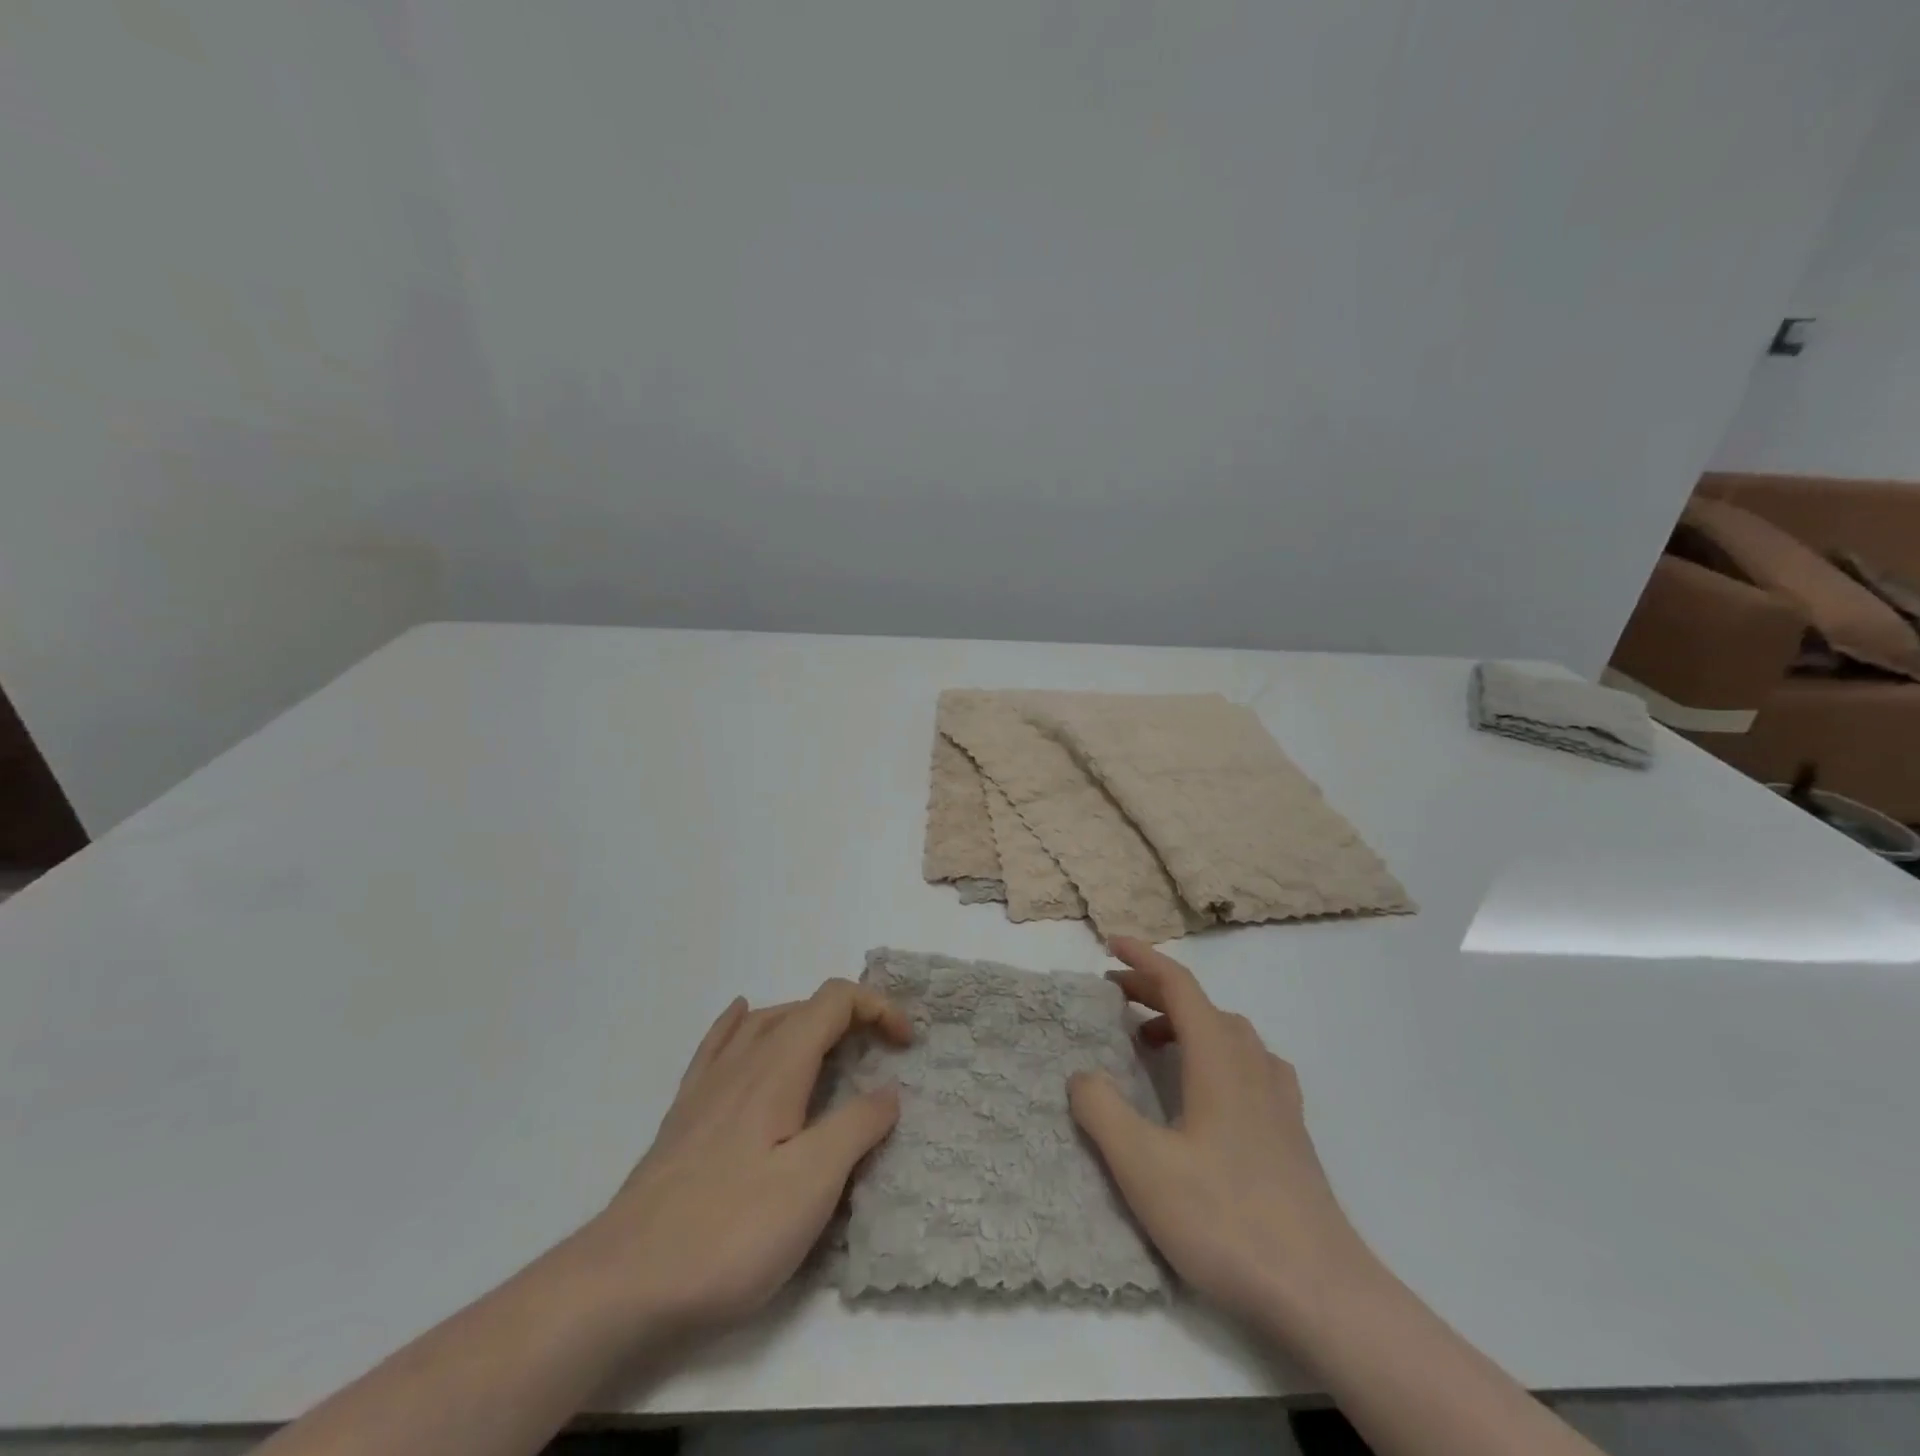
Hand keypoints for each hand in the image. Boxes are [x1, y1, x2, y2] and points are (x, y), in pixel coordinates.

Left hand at [574, 979, 911, 1342]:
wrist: (624, 1281)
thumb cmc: (730, 1230)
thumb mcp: (812, 1183)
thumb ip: (856, 1127)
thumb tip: (887, 1090)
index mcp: (778, 1066)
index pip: (835, 1002)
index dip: (878, 1008)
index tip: (907, 1045)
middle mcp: (743, 1060)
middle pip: (803, 1008)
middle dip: (852, 1017)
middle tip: (883, 1056)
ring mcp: (708, 1085)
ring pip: (764, 1022)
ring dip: (807, 1021)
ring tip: (833, 1047)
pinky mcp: (685, 1113)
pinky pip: (718, 1043)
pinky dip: (741, 1022)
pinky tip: (741, 1017)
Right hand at [1067, 938, 1367, 1331]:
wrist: (1321, 1291)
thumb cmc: (1226, 1218)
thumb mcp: (1143, 1166)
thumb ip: (1103, 1111)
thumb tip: (1082, 1075)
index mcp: (1218, 1058)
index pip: (1179, 985)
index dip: (1143, 959)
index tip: (1111, 943)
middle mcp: (1251, 1063)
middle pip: (1201, 1005)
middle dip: (1155, 990)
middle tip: (1114, 996)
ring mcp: (1277, 1097)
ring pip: (1228, 1033)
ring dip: (1185, 1021)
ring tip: (1151, 1042)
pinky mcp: (1290, 1129)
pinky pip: (1248, 1064)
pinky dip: (1216, 1053)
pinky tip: (1208, 1088)